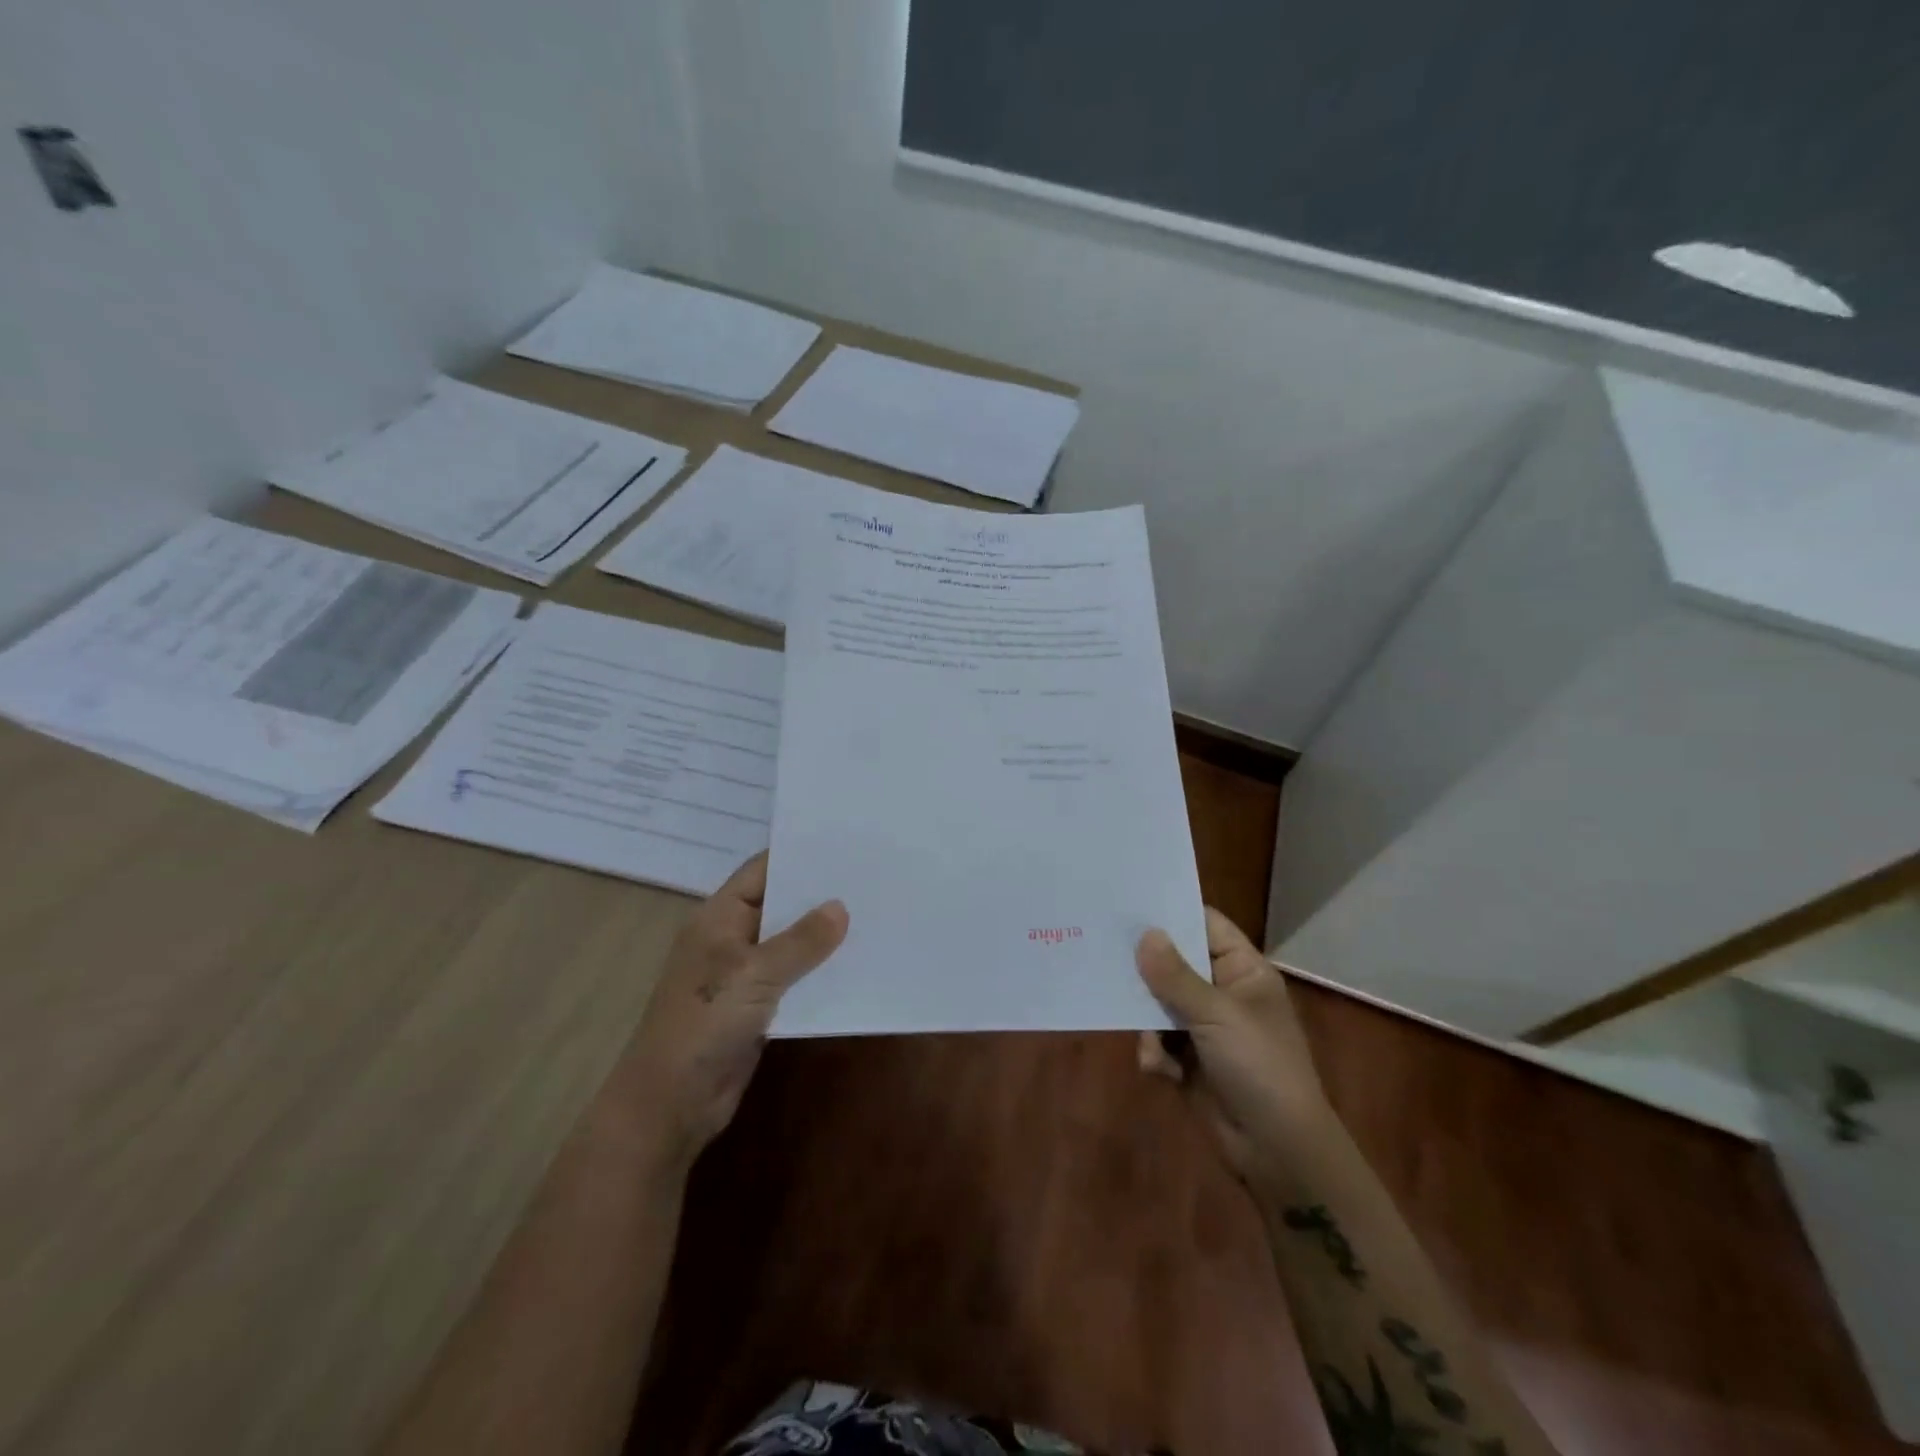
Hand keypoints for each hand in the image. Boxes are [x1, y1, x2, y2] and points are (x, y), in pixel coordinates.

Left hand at [618, 852, 846, 1170]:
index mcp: (719, 917)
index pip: (761, 871)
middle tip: (870, 878)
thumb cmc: (705, 1022)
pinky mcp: (757, 1007)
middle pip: (780, 905)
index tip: (844, 844)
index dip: (798, 855)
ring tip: (874, 915)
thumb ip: (801, 941)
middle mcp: (731, 938)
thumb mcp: (755, 974)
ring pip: (790, 944)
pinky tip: (856, 964)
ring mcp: (743, 975)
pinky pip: (794, 980)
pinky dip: (819, 972)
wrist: (672, 1102)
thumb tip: (840, 907)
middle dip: (819, 896)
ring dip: (824, 937)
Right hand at [1135, 909, 1331, 1194]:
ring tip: (1147, 1035)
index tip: (1128, 903)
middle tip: (1105, 953)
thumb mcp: (1218, 1016)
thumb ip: (1176, 976)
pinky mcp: (1188, 1060)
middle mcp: (1222, 992)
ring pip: (1158, 1003)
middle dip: (1145, 967)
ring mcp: (1204, 1027)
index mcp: (1243, 971)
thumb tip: (1144, 933)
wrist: (1278, 1152)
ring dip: (1148, 1021)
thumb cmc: (1260, 1067)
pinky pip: (1157, 1040)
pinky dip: (1155, 1053)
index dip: (1171, 914)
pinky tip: (1160, 1070)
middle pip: (1174, 963)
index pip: (1205, 925)